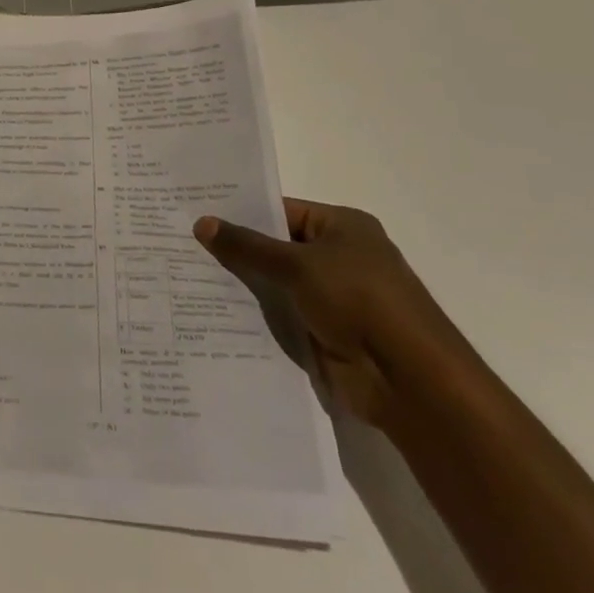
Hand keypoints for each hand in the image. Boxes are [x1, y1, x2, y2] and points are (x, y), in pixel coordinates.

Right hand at [194, 198, 467, 428]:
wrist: (409, 381)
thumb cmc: (359, 301)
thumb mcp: (297, 265)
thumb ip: (248, 246)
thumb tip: (201, 223)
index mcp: (343, 227)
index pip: (282, 211)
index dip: (241, 213)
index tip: (197, 213)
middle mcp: (340, 257)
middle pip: (277, 247)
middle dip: (237, 250)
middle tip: (184, 245)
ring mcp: (334, 298)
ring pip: (277, 283)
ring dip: (244, 285)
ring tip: (188, 276)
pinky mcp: (326, 333)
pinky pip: (282, 316)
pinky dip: (256, 315)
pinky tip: (214, 313)